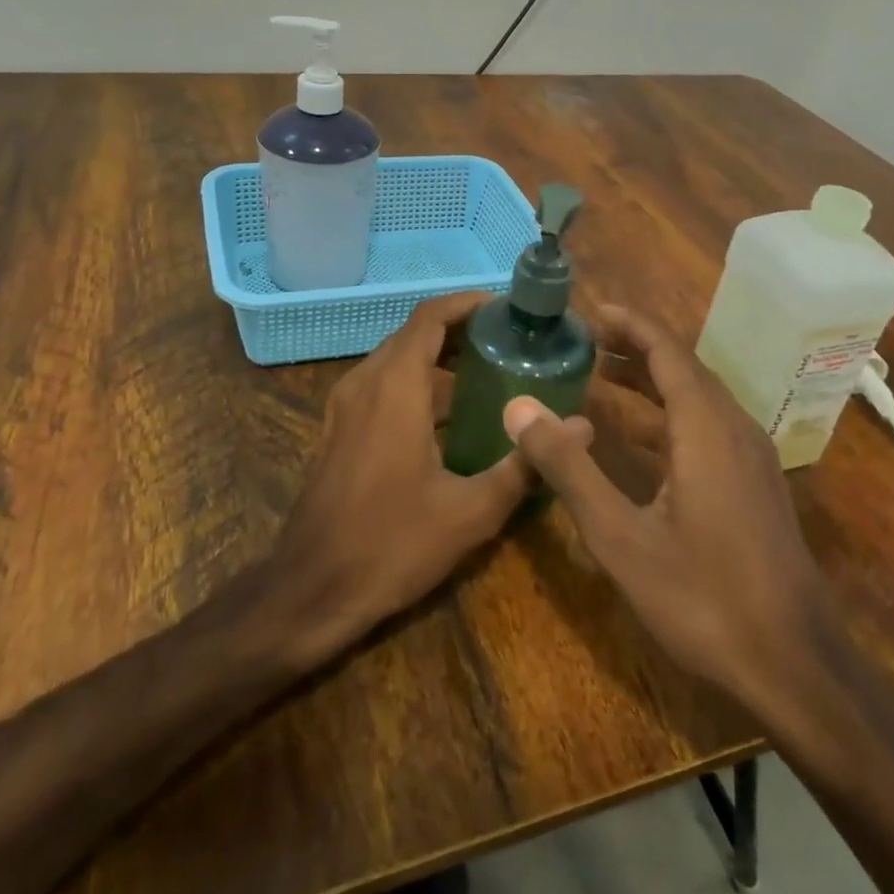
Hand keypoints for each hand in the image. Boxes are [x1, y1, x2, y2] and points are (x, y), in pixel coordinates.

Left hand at [273, 292, 587, 663]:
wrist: (311, 590)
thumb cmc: (392, 544)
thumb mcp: (470, 511)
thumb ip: (525, 465)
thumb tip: (582, 429)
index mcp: (395, 387)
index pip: (430, 317)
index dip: (467, 304)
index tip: (506, 309)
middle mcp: (365, 383)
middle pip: (413, 334)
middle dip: (460, 331)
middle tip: (508, 343)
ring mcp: (344, 406)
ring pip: (395, 360)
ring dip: (437, 358)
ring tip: (488, 374)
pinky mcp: (337, 429)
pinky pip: (381, 385)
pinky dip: (416, 382)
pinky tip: (449, 417)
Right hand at [503, 306, 826, 714]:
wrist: (795, 666)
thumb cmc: (703, 597)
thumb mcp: (620, 536)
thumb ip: (569, 468)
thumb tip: (518, 408)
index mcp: (706, 427)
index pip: (667, 352)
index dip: (630, 325)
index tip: (591, 310)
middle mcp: (734, 429)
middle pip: (683, 368)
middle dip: (635, 349)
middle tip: (585, 341)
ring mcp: (751, 458)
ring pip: (698, 398)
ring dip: (653, 381)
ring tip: (603, 375)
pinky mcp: (755, 485)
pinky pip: (708, 426)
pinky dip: (669, 413)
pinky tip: (642, 437)